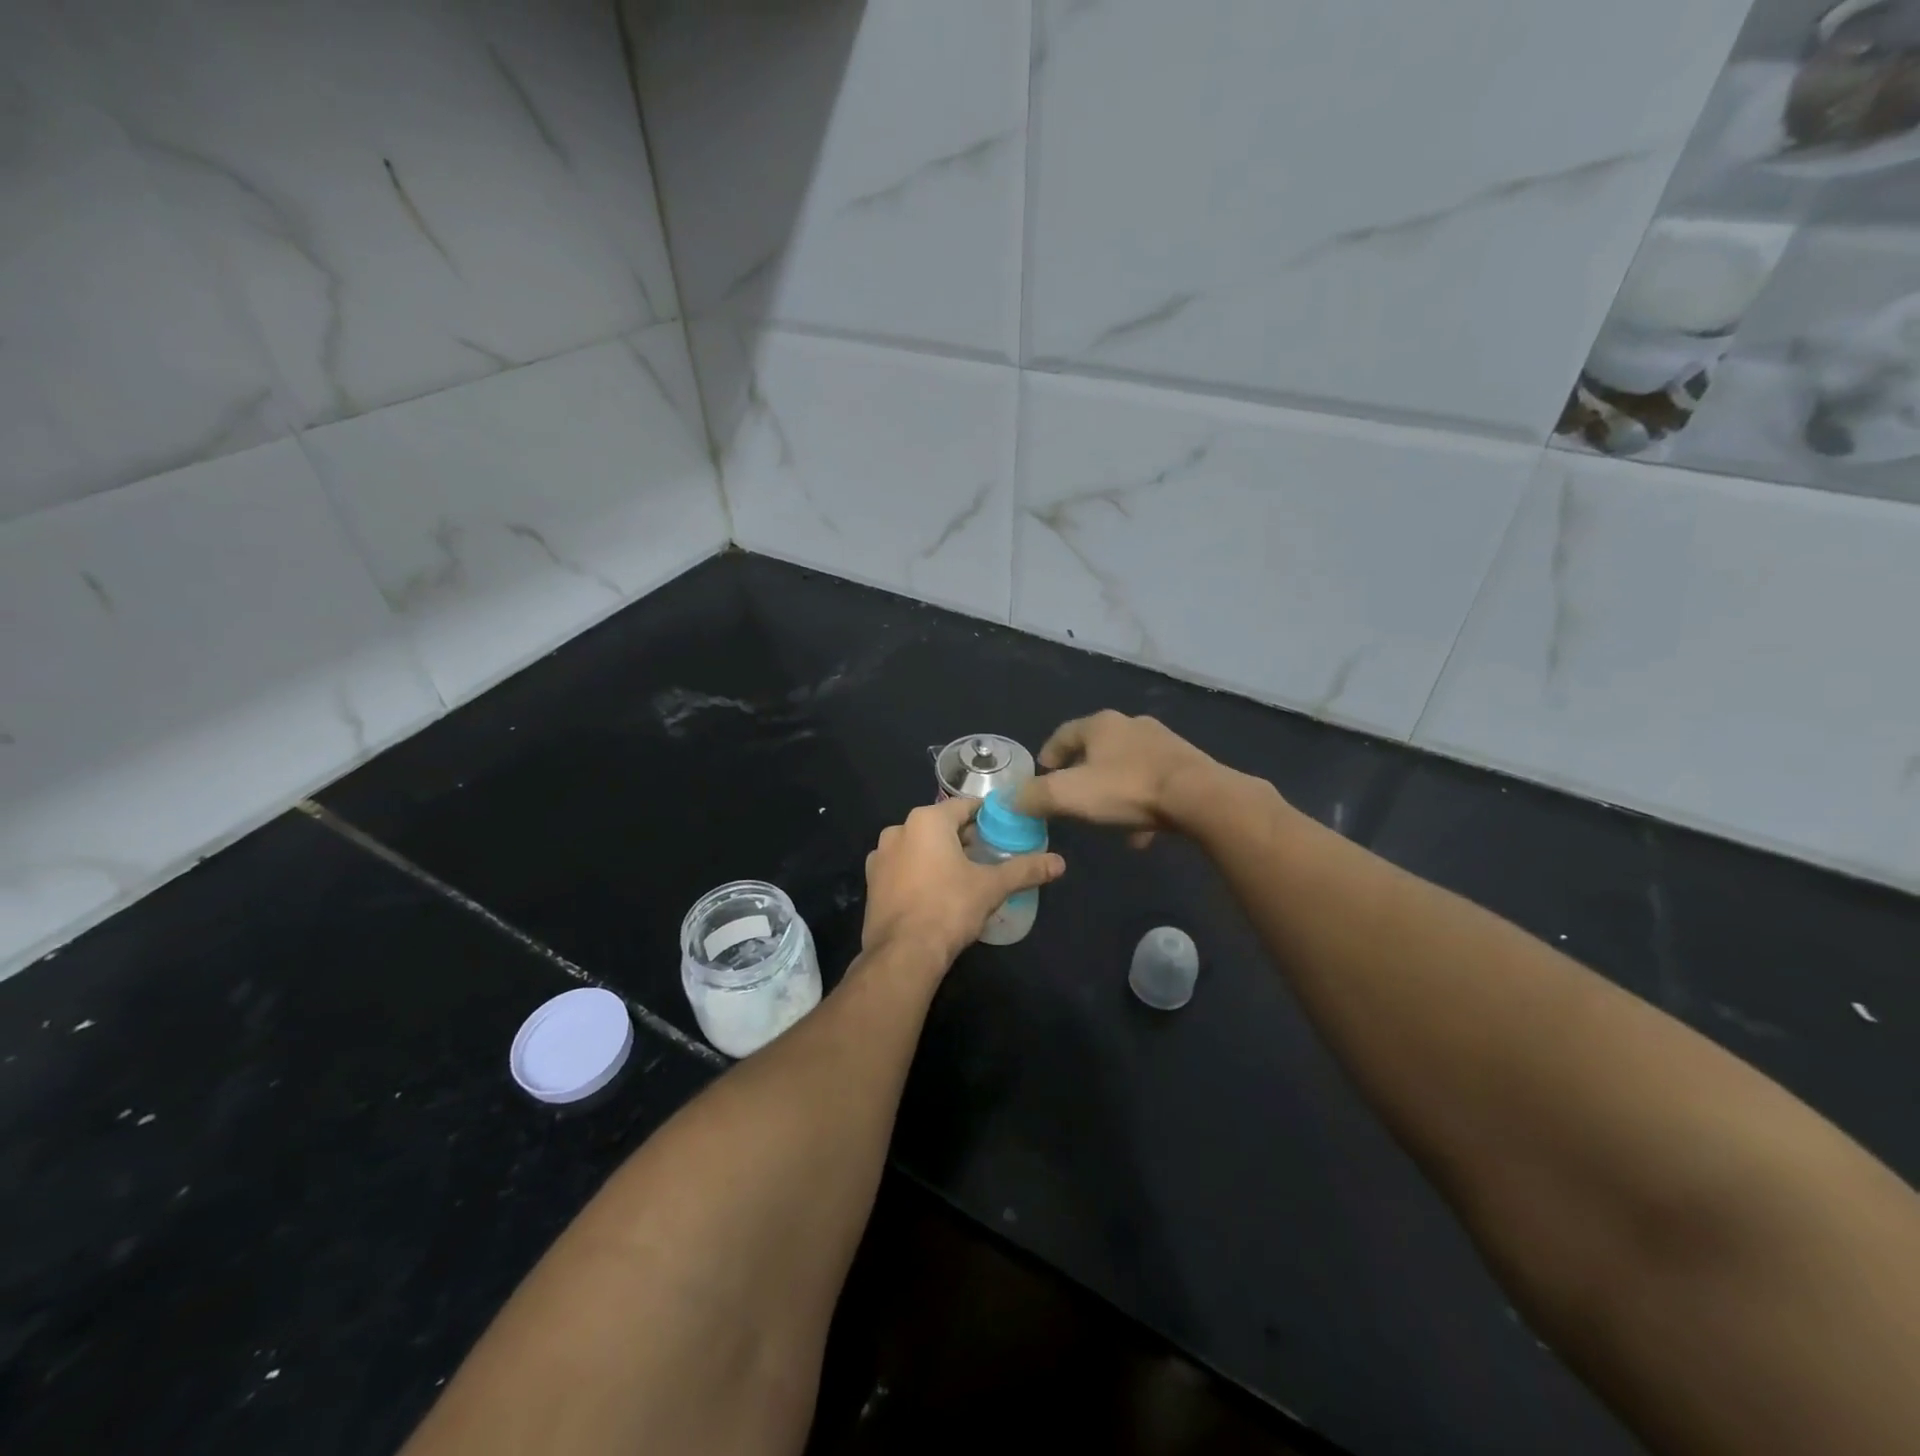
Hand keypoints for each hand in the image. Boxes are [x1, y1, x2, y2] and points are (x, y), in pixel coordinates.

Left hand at [861, 796, 1065, 966]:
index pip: (964, 807)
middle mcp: (898, 830)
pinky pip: (902, 868)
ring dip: (939, 855)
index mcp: (926, 820)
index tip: (1003, 830)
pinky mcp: (871, 883)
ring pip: (918, 847)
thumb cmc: (949, 908)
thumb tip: (1060, 863)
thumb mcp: (992, 887)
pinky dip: (919, 873)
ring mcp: (879, 857)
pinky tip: (935, 894)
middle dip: (963, 838)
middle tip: (988, 856)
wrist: (902, 953)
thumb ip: (1025, 870)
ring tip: (963, 877)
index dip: (986, 817)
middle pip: (940, 826)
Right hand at [1013, 711, 1228, 847]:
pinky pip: (1153, 785)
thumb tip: (1010, 800)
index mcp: (1101, 725)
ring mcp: (1163, 744)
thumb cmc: (1126, 789)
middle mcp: (1131, 726)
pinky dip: (1141, 805)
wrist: (1199, 797)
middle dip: (1082, 772)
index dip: (1048, 754)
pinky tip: (1139, 835)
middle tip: (1070, 795)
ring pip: (1127, 767)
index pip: (1063, 734)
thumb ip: (1034, 797)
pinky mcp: (1186, 766)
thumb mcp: (1069, 795)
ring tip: (1104, 818)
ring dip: (1113, 790)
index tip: (1041, 775)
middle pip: (1097, 748)